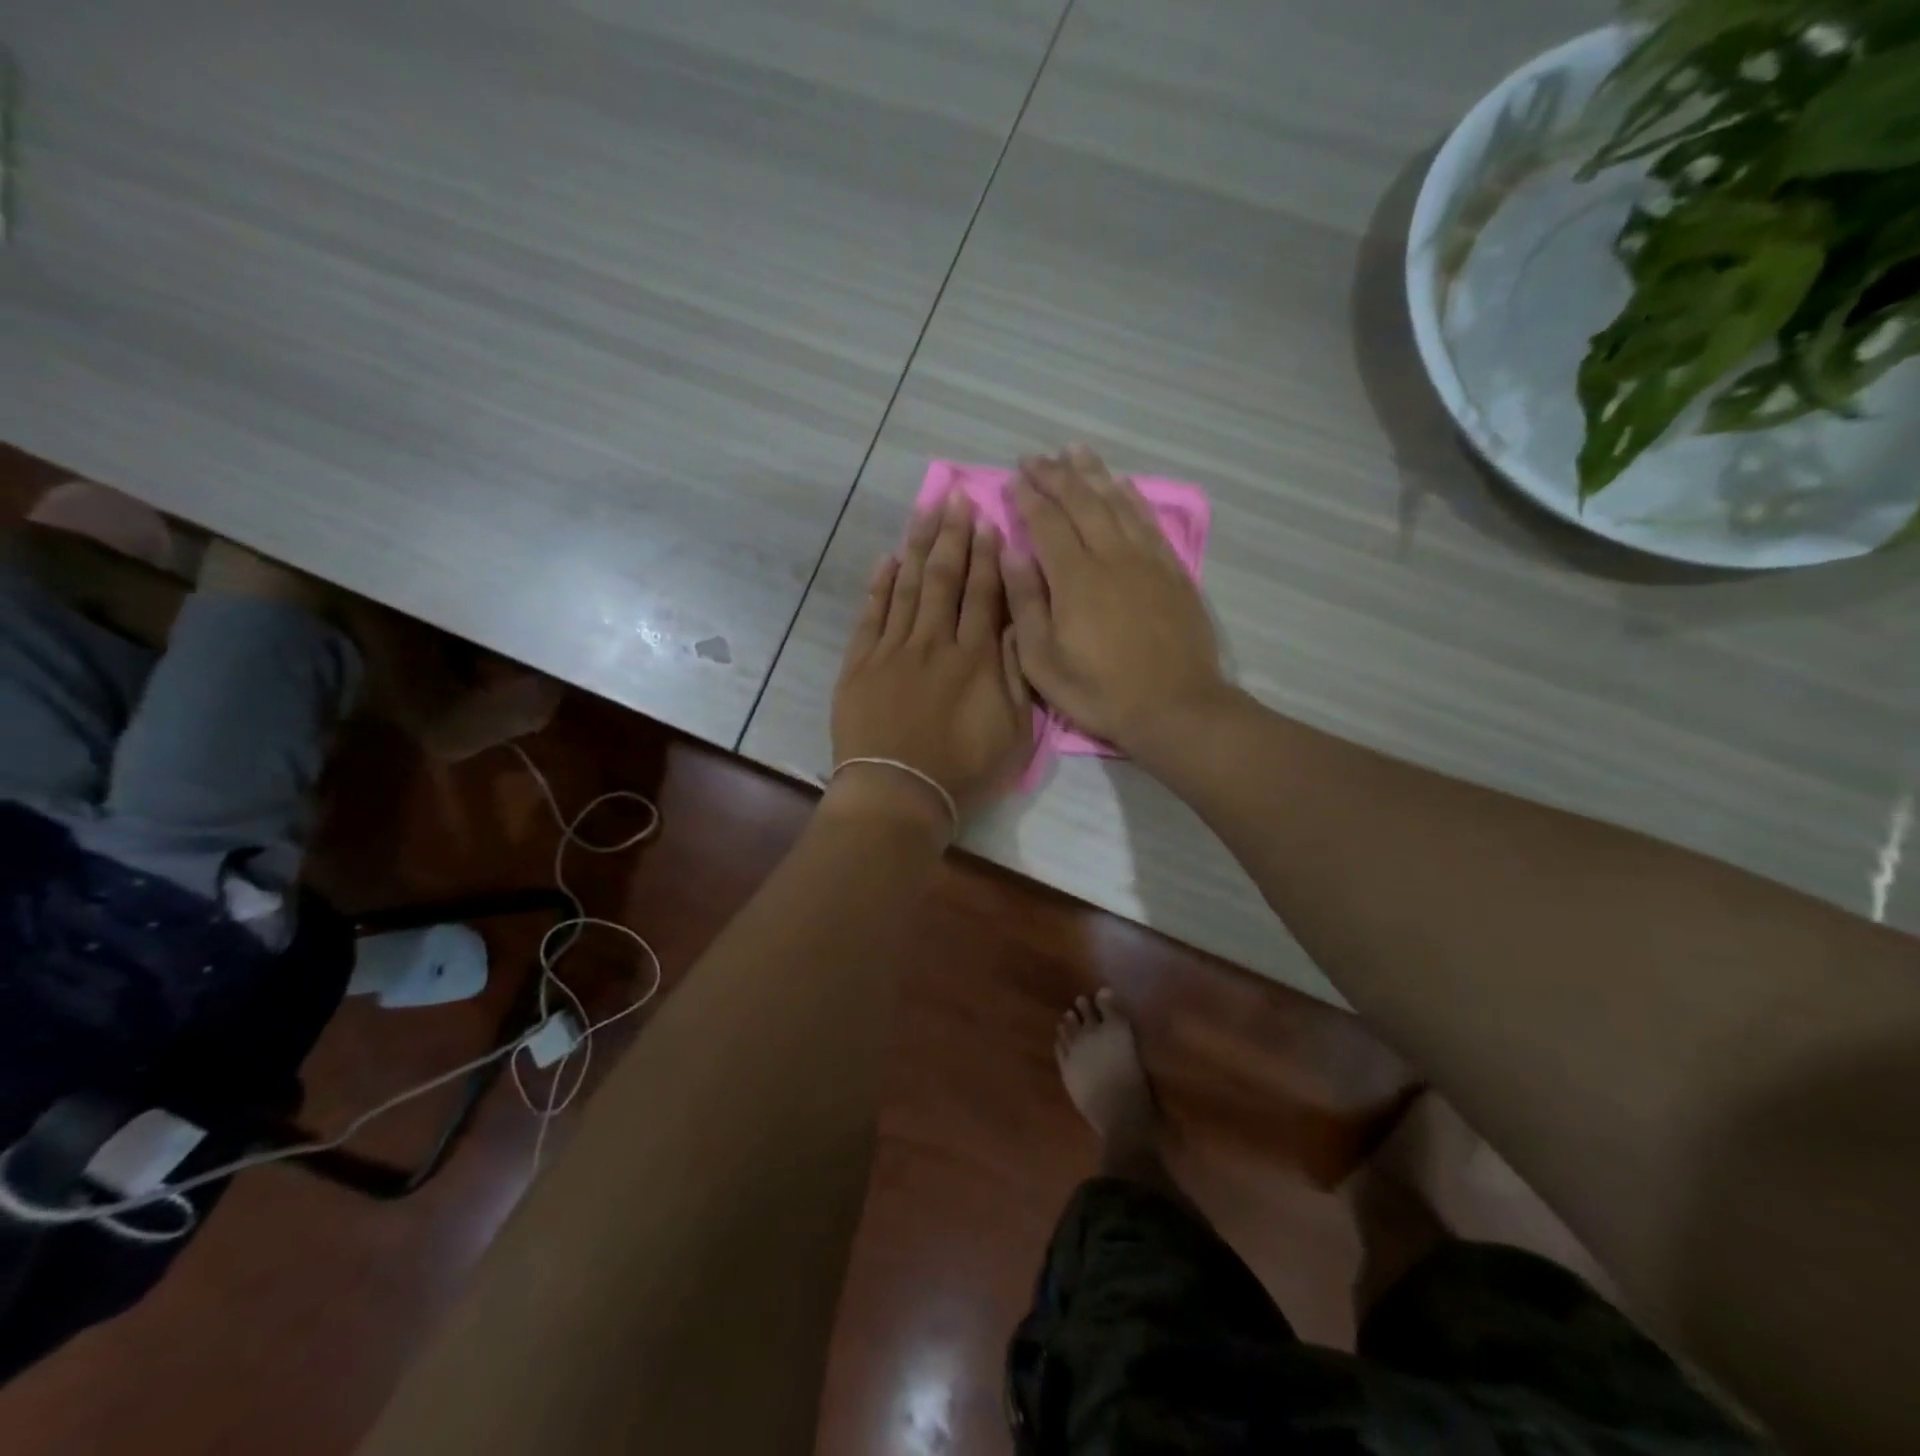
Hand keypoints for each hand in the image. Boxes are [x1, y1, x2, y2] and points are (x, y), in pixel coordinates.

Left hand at [830, 492, 1032, 834]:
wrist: (897, 795)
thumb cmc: (962, 772)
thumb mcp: (1012, 732)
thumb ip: (1014, 673)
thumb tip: (1016, 622)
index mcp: (974, 659)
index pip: (984, 595)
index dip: (987, 556)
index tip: (988, 522)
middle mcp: (934, 643)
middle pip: (944, 579)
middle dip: (952, 536)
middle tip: (955, 498)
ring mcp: (892, 651)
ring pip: (907, 587)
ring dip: (918, 547)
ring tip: (925, 511)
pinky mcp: (860, 664)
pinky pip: (871, 615)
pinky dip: (879, 585)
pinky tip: (887, 560)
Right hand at [1006, 446, 1227, 754]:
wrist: (1174, 707)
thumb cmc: (1099, 691)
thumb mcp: (1042, 662)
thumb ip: (1025, 603)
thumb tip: (1012, 553)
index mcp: (1075, 578)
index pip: (1047, 522)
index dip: (1028, 497)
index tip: (1013, 478)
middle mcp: (1111, 556)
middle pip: (1081, 501)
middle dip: (1055, 475)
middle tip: (1035, 457)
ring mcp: (1146, 559)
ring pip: (1117, 502)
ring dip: (1093, 473)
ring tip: (1074, 451)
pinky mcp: (1172, 570)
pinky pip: (1148, 520)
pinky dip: (1131, 497)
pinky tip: (1121, 485)